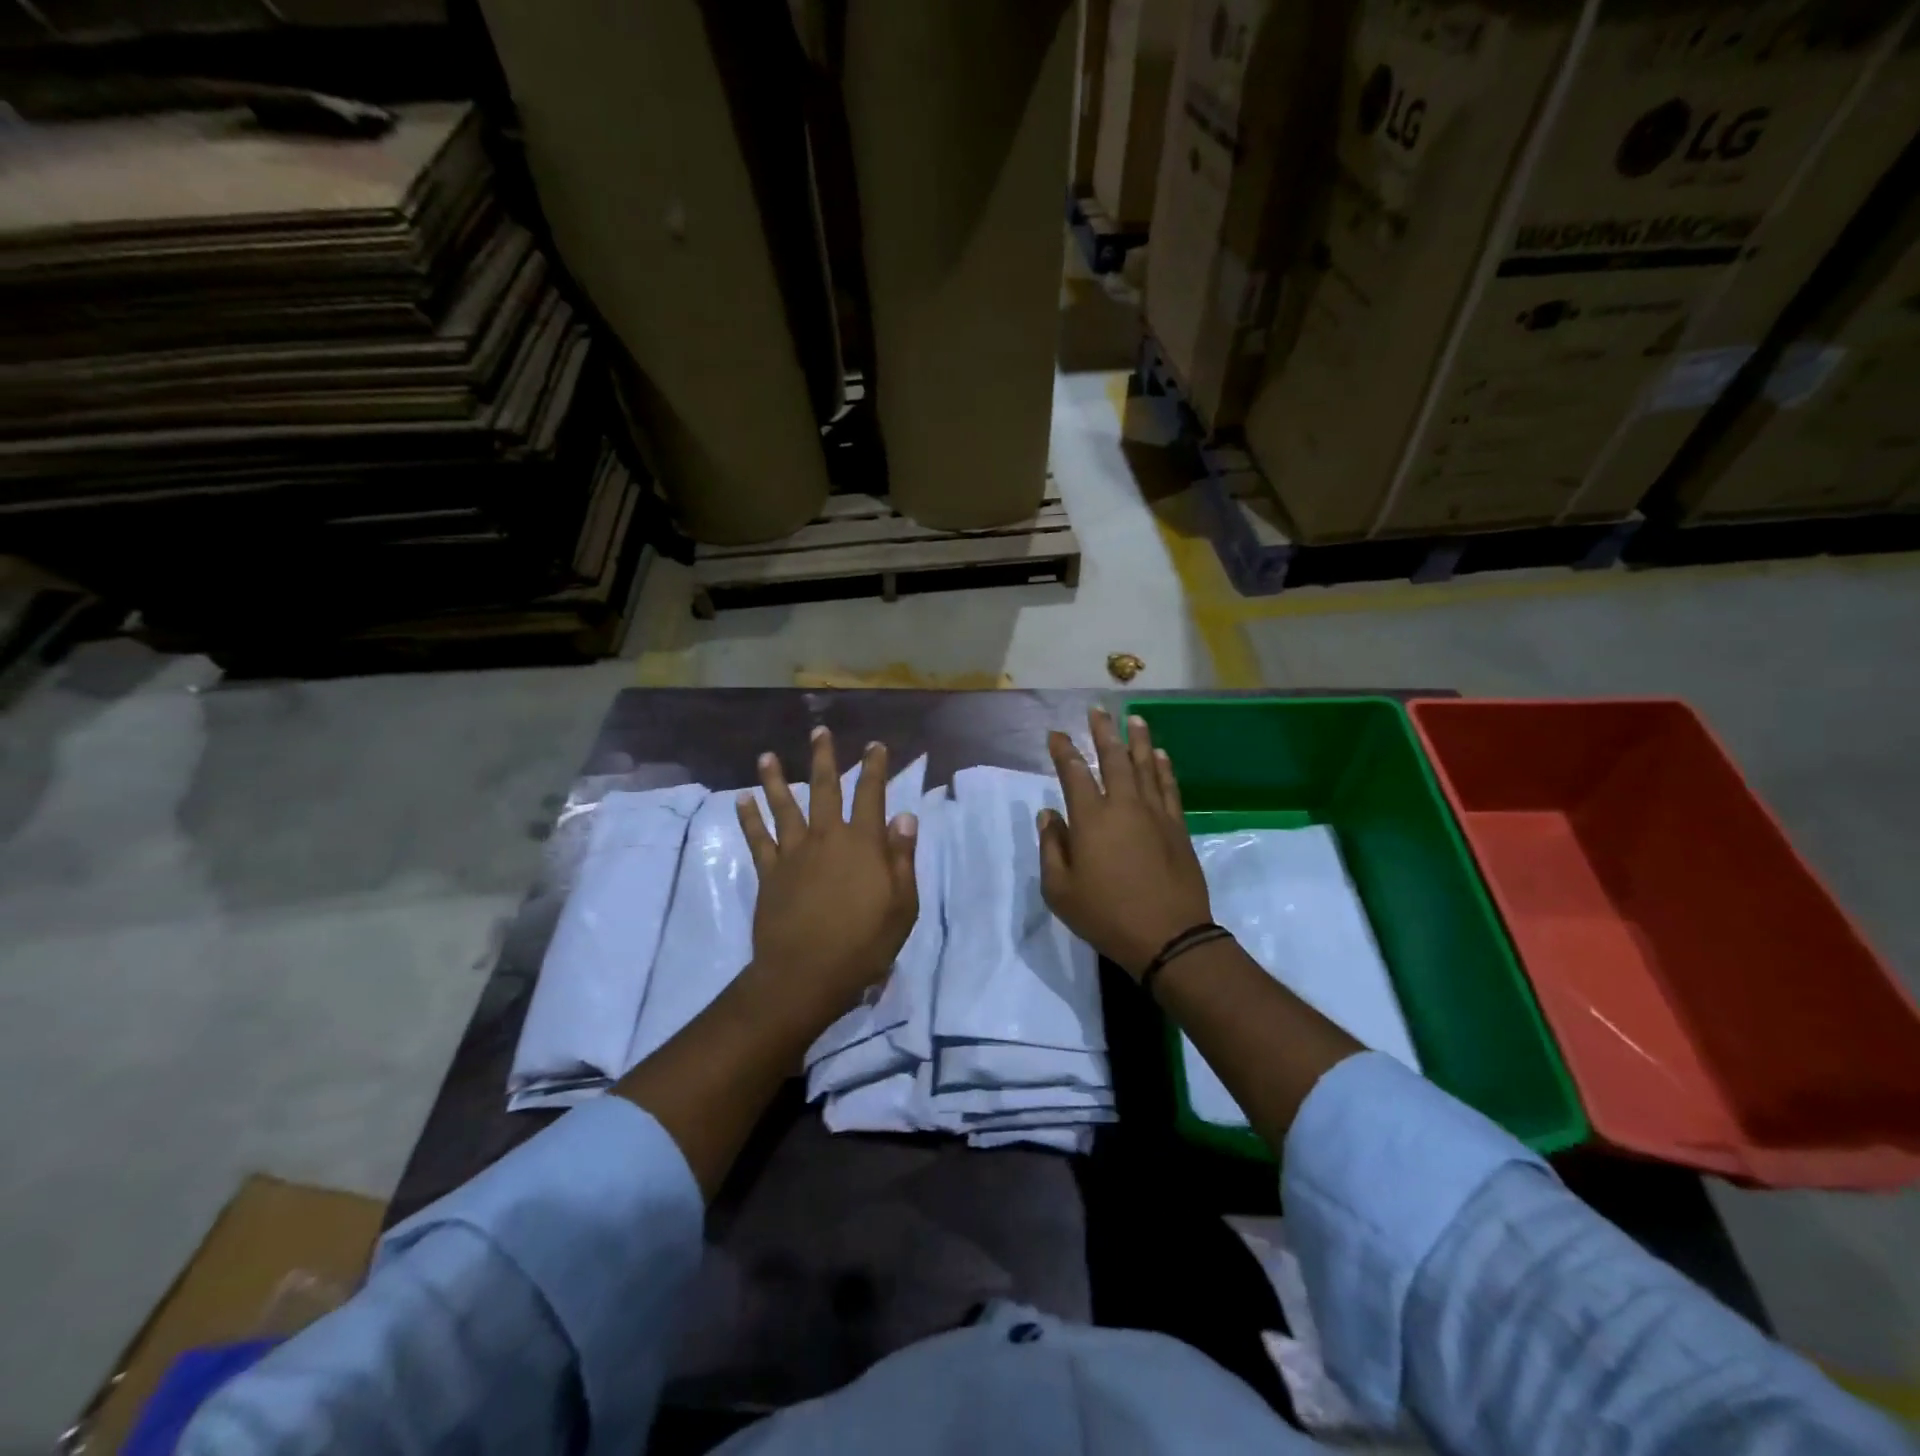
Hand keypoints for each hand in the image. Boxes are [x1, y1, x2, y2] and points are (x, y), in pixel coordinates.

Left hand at [736, 727, 918, 1024]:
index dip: (874, 768)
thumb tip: (904, 816)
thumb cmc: (864, 944)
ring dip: (775, 779)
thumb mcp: (902, 905)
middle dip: (824, 758)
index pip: (871, 795)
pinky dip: (749, 818)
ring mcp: (794, 853)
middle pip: (825, 789)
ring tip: (766, 756)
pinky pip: (757, 839)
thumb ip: (902, 858)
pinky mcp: (770, 873)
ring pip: (784, 806)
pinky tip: (742, 800)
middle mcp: (827, 838)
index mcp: (863, 843)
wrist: (807, 974)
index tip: (874, 745)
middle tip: (819, 731)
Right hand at [1038, 707, 1211, 978]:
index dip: (1064, 751)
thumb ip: (1051, 847)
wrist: (1168, 936)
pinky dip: (1163, 768)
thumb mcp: (1060, 890)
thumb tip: (1048, 815)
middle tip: (1098, 710)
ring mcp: (1154, 814)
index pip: (1074, 773)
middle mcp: (1123, 806)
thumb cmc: (1106, 915)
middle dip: (1103, 732)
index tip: (1056, 734)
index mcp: (1090, 819)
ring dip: (1138, 740)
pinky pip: (1168, 787)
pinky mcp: (1176, 827)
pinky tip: (1160, 755)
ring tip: (1134, 718)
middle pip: (1113, 759)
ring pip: (1145, 766)